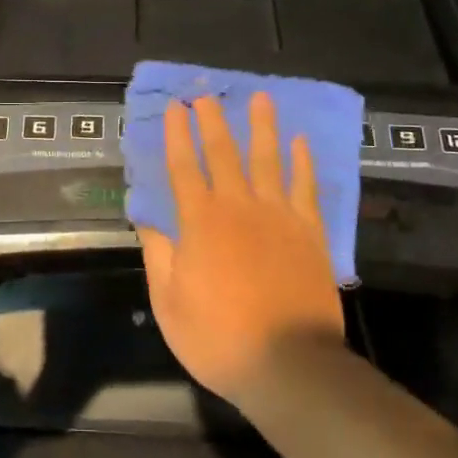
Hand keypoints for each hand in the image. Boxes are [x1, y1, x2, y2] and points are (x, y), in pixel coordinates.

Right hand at [138, 93, 344, 407]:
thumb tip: (148, 221)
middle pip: (223, 153)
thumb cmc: (219, 338)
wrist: (289, 364)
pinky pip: (305, 186)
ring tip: (260, 97)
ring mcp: (278, 215)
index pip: (183, 168)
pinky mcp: (309, 231)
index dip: (176, 136)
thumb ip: (159, 256)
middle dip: (211, 121)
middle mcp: (238, 207)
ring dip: (262, 126)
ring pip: (268, 159)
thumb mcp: (170, 303)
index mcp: (200, 222)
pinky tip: (301, 141)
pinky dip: (303, 162)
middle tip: (205, 94)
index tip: (173, 108)